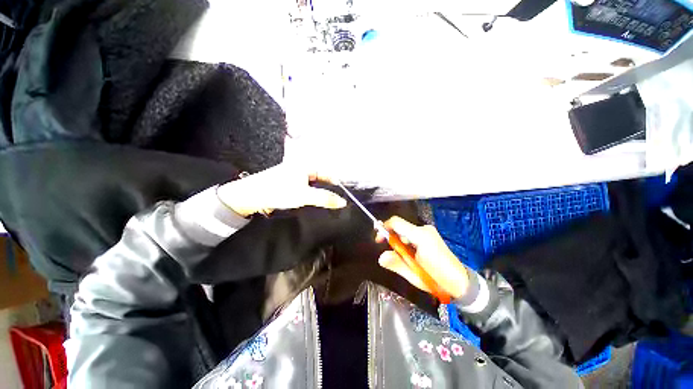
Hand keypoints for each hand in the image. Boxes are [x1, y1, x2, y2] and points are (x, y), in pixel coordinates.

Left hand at [216, 163, 346, 217]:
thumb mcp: (304, 196)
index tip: (344, 196)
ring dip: (321, 192)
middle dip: (329, 189)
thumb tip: (342, 202)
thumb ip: (325, 198)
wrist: (251, 196)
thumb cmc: (278, 191)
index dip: (337, 185)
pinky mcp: (290, 182)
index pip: (329, 173)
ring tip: (327, 202)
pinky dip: (312, 193)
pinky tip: (314, 200)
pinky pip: (307, 187)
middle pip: (322, 178)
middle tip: (336, 201)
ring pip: (315, 183)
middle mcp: (302, 167)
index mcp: (307, 165)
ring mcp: (296, 174)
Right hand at [376, 217, 469, 299]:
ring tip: (405, 259)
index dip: (384, 228)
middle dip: (392, 238)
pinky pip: (412, 235)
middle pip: (400, 227)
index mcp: (420, 236)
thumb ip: (396, 263)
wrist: (460, 282)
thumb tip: (381, 257)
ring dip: (400, 243)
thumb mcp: (413, 275)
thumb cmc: (437, 279)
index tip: (378, 239)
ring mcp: (429, 232)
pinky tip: (411, 256)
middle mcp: (424, 230)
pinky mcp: (430, 236)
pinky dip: (407, 243)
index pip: (396, 223)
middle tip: (391, 253)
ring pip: (405, 232)